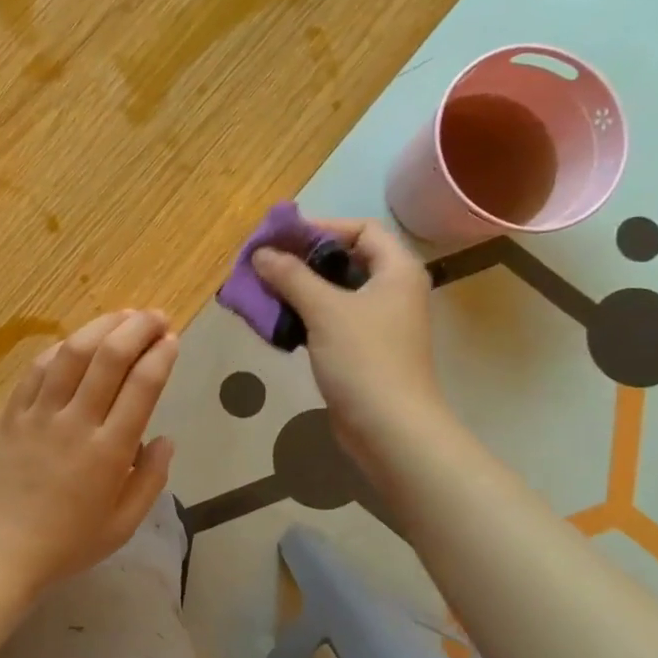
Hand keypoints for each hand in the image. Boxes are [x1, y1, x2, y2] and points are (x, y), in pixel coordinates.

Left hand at [0, 310, 177, 594]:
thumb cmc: (63, 547)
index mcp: (109, 452)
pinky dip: (60, 349)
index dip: (161, 354)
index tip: (172, 338)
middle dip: (137, 327)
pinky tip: (74, 342)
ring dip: (100, 327)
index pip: (142, 386)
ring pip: (71, 353)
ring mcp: (37, 415)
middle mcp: (75, 423)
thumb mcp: (121, 526)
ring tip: (121, 317)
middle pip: (109, 357)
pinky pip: (36, 370)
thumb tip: (165, 439)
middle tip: (154, 317)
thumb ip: (150, 480)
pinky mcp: (8, 414)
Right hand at [251, 220, 447, 465]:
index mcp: (397, 270)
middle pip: (345, 259)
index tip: (282, 239)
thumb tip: (261, 253)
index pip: (361, 229)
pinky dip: (305, 315)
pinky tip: (277, 321)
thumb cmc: (364, 359)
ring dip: (298, 289)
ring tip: (262, 291)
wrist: (390, 429)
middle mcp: (392, 290)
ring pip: (334, 292)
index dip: (322, 228)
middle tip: (264, 264)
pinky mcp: (362, 349)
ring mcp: (378, 322)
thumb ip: (291, 276)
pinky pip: (330, 319)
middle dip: (302, 260)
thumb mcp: (324, 310)